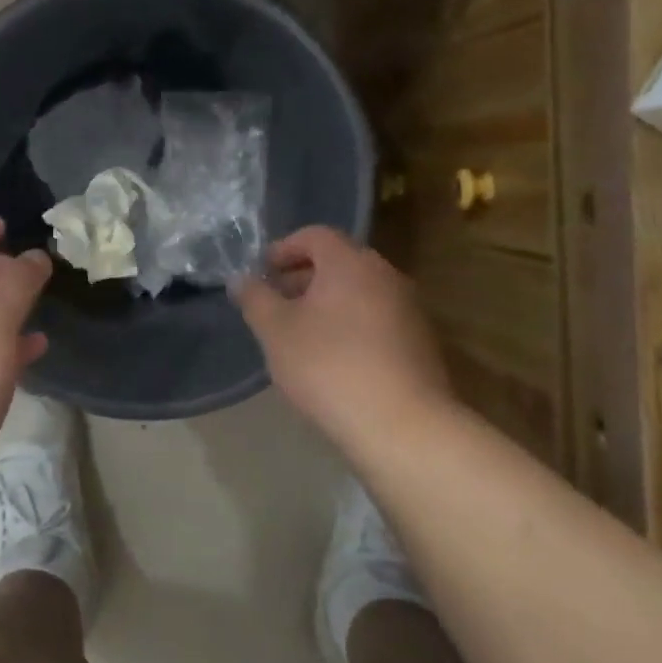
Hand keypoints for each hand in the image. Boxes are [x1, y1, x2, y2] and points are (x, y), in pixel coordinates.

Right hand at [233, 226, 450, 448]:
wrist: (402, 427)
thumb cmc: (329, 367)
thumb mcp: (276, 331)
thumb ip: (255, 298)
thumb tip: (241, 279)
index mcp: (350, 263)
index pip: (315, 235)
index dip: (284, 249)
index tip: (263, 273)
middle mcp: (385, 275)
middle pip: (339, 262)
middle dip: (303, 277)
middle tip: (276, 304)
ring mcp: (409, 309)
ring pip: (359, 292)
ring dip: (327, 303)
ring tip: (301, 335)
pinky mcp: (420, 342)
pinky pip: (376, 318)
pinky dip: (350, 325)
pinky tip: (334, 360)